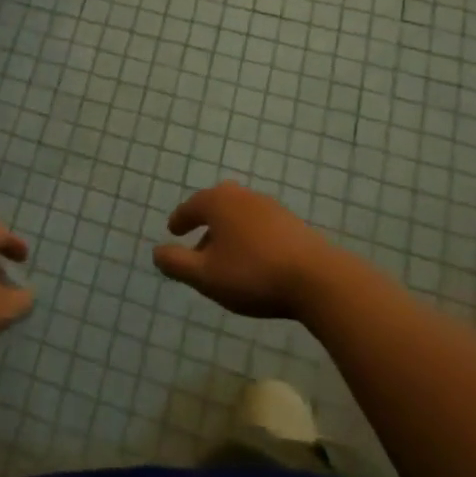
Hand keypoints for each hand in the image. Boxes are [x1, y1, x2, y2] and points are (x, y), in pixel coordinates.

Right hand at [155, 181, 336, 319]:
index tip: (173, 231)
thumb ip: (176, 263)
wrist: (318, 280)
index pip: (191, 206)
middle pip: (218, 202)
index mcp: (218, 202)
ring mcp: (272, 207)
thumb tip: (156, 252)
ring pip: (241, 214)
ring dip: (230, 230)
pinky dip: (251, 236)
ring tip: (227, 256)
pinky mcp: (294, 224)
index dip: (180, 220)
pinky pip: (261, 224)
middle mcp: (243, 196)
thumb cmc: (253, 274)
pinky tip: (255, 259)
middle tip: (199, 239)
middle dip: (206, 219)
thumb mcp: (205, 275)